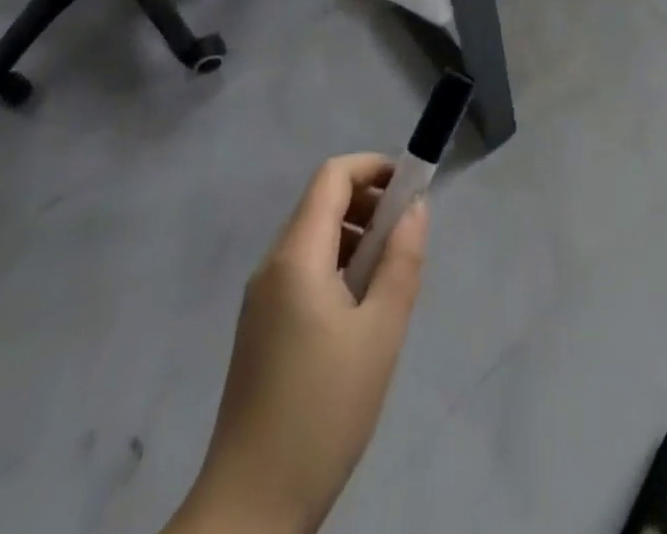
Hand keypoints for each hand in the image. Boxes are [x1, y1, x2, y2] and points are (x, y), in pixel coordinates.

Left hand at [168, 154, 429, 533]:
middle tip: (408, 238)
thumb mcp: (380, 332)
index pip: (332, 176)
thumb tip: (415, 208)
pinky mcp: (262, 328)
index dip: (374, 167)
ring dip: (357, 237)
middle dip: (370, 203)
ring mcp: (262, 299)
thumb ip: (402, 261)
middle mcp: (272, 266)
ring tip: (390, 278)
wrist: (250, 510)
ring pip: (314, 238)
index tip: (412, 187)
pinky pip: (304, 271)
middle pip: (322, 203)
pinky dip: (339, 267)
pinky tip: (362, 310)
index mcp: (295, 256)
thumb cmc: (322, 412)